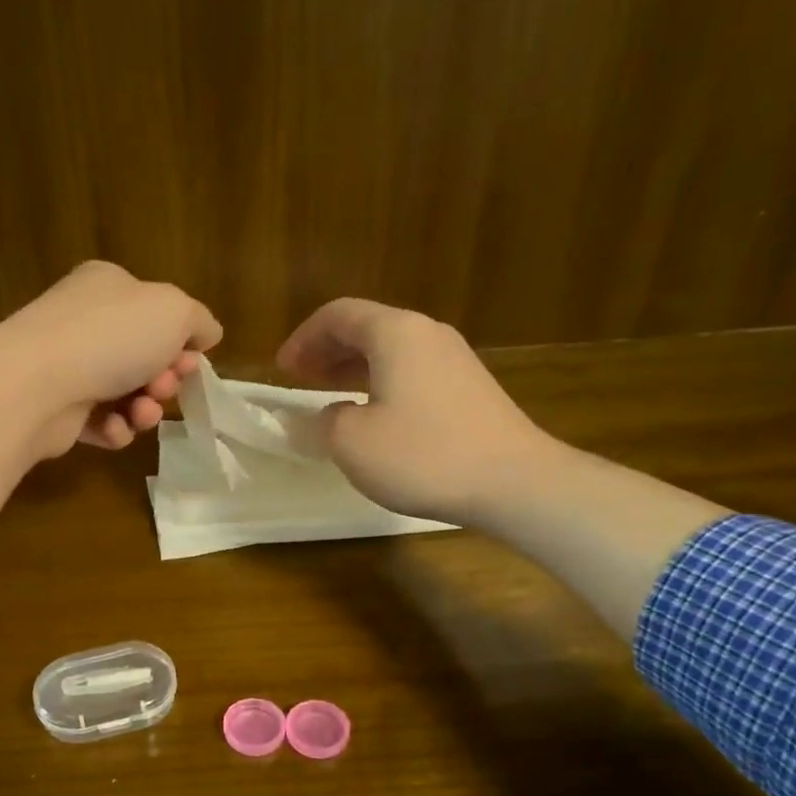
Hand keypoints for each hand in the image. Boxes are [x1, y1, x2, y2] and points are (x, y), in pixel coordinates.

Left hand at [0, 261, 222, 453]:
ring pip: (125, 394)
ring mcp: (67, 366)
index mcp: (108, 286)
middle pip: (143, 357)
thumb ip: (199, 320)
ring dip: (145, 409)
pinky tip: (113, 428)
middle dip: (165, 378)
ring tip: (142, 413)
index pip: (155, 311)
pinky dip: (114, 429)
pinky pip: (100, 423)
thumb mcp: (174, 311)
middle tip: (164, 387)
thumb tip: (207, 334)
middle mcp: (84, 322)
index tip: (191, 360)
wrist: (39, 385)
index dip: (181, 340)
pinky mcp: (57, 410)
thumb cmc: (111, 337)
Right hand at [276, 297, 558, 525]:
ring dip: (354, 368)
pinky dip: (382, 383)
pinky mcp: (470, 388)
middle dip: (328, 350)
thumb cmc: (423, 455)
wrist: (513, 481)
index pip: (338, 314)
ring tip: (331, 396)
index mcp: (395, 333)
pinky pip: (412, 372)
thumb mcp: (351, 442)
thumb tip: (327, 416)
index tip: (282, 369)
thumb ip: (324, 422)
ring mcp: (454, 359)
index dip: (303, 338)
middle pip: (367, 327)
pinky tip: (375, 416)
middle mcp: (427, 334)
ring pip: (392, 351)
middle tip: (301, 379)